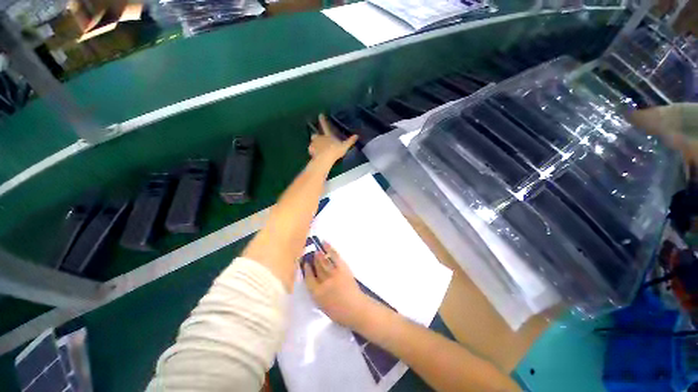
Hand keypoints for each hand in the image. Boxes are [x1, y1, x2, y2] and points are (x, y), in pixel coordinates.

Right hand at [303, 242, 370, 328]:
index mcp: (317, 294)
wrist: (356, 309)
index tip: (305, 264)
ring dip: (319, 253)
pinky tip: (325, 244)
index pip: (308, 279)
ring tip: (316, 248)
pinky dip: (329, 249)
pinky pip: (334, 256)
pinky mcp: (342, 268)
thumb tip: (314, 280)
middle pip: (316, 267)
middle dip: (313, 259)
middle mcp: (324, 282)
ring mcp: (334, 274)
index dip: (306, 270)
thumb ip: (316, 292)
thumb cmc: (339, 312)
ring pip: (324, 261)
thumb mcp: (323, 306)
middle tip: (309, 252)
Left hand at [309, 114, 358, 163]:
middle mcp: (320, 137)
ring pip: (312, 142)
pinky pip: (311, 149)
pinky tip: (315, 155)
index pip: (325, 126)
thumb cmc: (335, 151)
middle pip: (315, 135)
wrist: (324, 158)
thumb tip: (357, 136)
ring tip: (317, 149)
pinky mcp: (310, 149)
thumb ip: (350, 141)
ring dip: (314, 144)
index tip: (320, 114)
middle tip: (319, 141)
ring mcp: (314, 143)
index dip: (323, 120)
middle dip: (316, 136)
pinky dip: (312, 151)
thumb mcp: (345, 146)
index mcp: (328, 135)